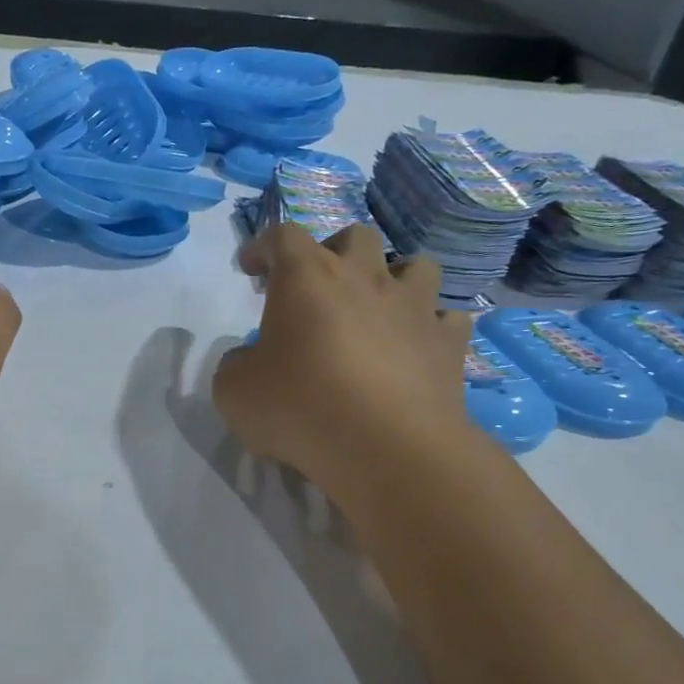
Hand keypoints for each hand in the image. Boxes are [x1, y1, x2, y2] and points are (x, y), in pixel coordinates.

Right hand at [214, 223, 474, 497]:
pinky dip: (431, 326)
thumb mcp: (234, 391)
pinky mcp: (448, 342)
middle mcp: (364, 277)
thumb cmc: (300, 409)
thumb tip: (250, 360)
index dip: (262, 246)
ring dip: (395, 278)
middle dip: (333, 252)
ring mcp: (414, 306)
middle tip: (318, 287)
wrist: (385, 448)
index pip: (282, 236)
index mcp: (307, 277)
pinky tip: (418, 346)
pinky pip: (448, 318)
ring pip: (416, 265)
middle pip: (355, 237)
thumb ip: (237, 364)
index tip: (250, 268)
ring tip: (379, 307)